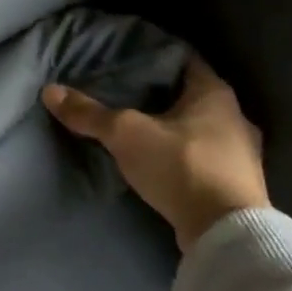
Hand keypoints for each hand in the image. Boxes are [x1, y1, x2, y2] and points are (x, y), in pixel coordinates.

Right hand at [43, 55, 269, 252]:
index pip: (182, 59)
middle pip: (190, 94)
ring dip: (173, 127)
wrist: (226, 234)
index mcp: (215, 92)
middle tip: (124, 92)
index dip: (152, 55)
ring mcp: (241, 153)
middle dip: (159, 93)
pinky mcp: (238, 184)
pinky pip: (204, 156)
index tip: (125, 58)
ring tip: (138, 127)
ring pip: (199, 127)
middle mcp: (235, 116)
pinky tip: (160, 161)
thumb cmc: (181, 166)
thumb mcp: (126, 134)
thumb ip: (89, 113)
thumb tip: (50, 91)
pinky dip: (182, 154)